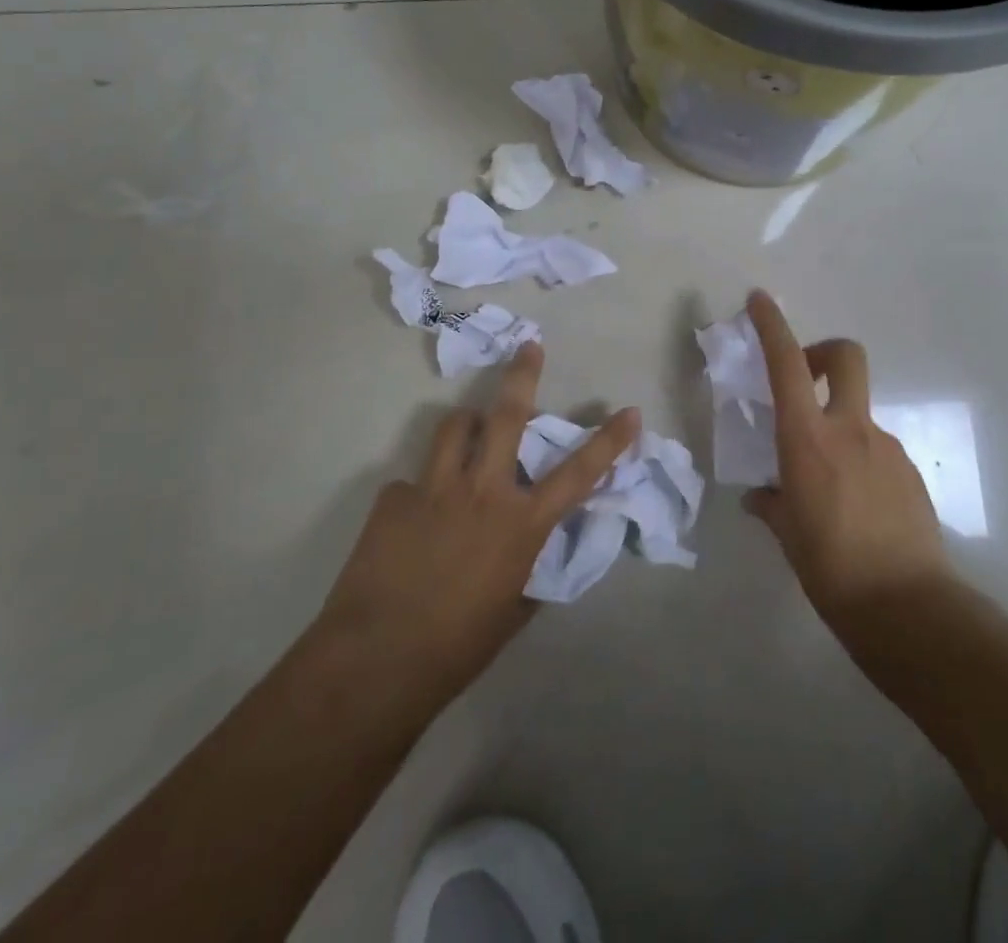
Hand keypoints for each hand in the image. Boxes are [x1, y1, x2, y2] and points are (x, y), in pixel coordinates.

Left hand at [313, 344, 638, 711]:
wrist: (377, 661)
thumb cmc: (457, 647)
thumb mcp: (511, 610)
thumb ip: (525, 569)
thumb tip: (527, 551)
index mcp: (521, 524)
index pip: (578, 473)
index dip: (609, 441)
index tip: (630, 412)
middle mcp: (483, 492)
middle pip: (506, 417)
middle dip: (522, 375)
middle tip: (529, 346)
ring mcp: (435, 489)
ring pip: (453, 427)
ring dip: (465, 424)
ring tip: (466, 432)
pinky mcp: (394, 499)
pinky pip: (412, 482)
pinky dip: (421, 492)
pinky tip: (411, 525)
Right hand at [743, 290, 951, 635]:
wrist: (908, 607)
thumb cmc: (831, 568)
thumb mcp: (788, 534)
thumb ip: (771, 504)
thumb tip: (760, 497)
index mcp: (809, 439)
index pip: (788, 364)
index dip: (772, 326)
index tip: (759, 300)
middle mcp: (851, 430)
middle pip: (846, 357)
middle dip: (824, 352)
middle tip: (806, 379)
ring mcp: (887, 448)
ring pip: (860, 412)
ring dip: (839, 425)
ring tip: (826, 482)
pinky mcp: (911, 472)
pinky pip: (877, 450)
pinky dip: (860, 460)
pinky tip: (856, 506)